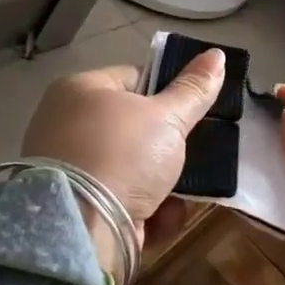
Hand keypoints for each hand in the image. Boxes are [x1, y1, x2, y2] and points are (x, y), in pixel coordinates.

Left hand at [22, 50, 225, 267]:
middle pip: (136, 130)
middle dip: (168, 150)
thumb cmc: (123, 155)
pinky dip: (145, 212)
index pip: (135, 78)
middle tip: (191, 156)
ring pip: (134, 169)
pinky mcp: (77, 208)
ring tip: (178, 196)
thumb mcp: (167, 118)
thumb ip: (194, 89)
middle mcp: (67, 125)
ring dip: (163, 186)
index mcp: (80, 90)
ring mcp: (70, 169)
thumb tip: (217, 54)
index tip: (192, 113)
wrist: (81, 230)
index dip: (168, 94)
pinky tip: (158, 220)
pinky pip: (122, 200)